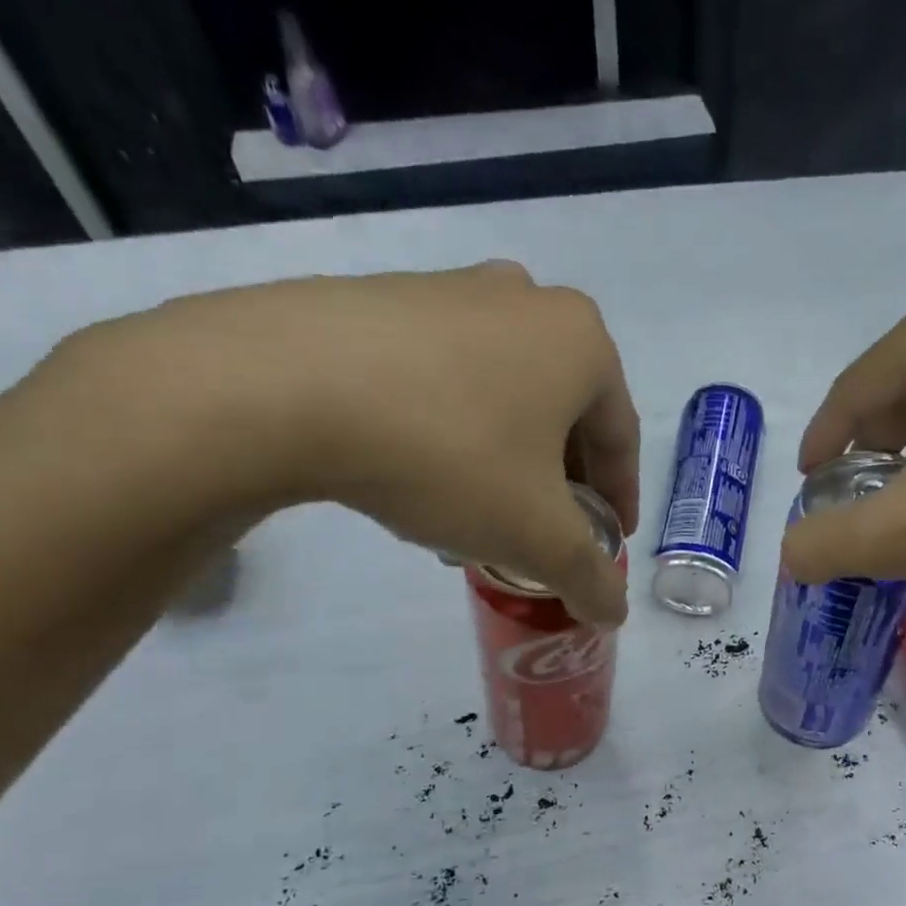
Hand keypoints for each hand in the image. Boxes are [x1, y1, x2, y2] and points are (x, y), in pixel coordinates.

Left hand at [52, 261, 638, 623]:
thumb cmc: (449, 455)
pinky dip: (454, 430)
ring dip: (507, 459)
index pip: (621, 438)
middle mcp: (526, 302)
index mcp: (580, 342)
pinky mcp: (385, 299)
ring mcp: (450, 290)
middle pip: (564, 414)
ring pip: (504, 396)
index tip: (609, 542)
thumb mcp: (536, 535)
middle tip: (546, 532)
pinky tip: (423, 475)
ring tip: (481, 513)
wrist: (284, 386)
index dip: (619, 499)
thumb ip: (588, 577)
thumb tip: (613, 615)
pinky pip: (446, 378)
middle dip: (561, 481)